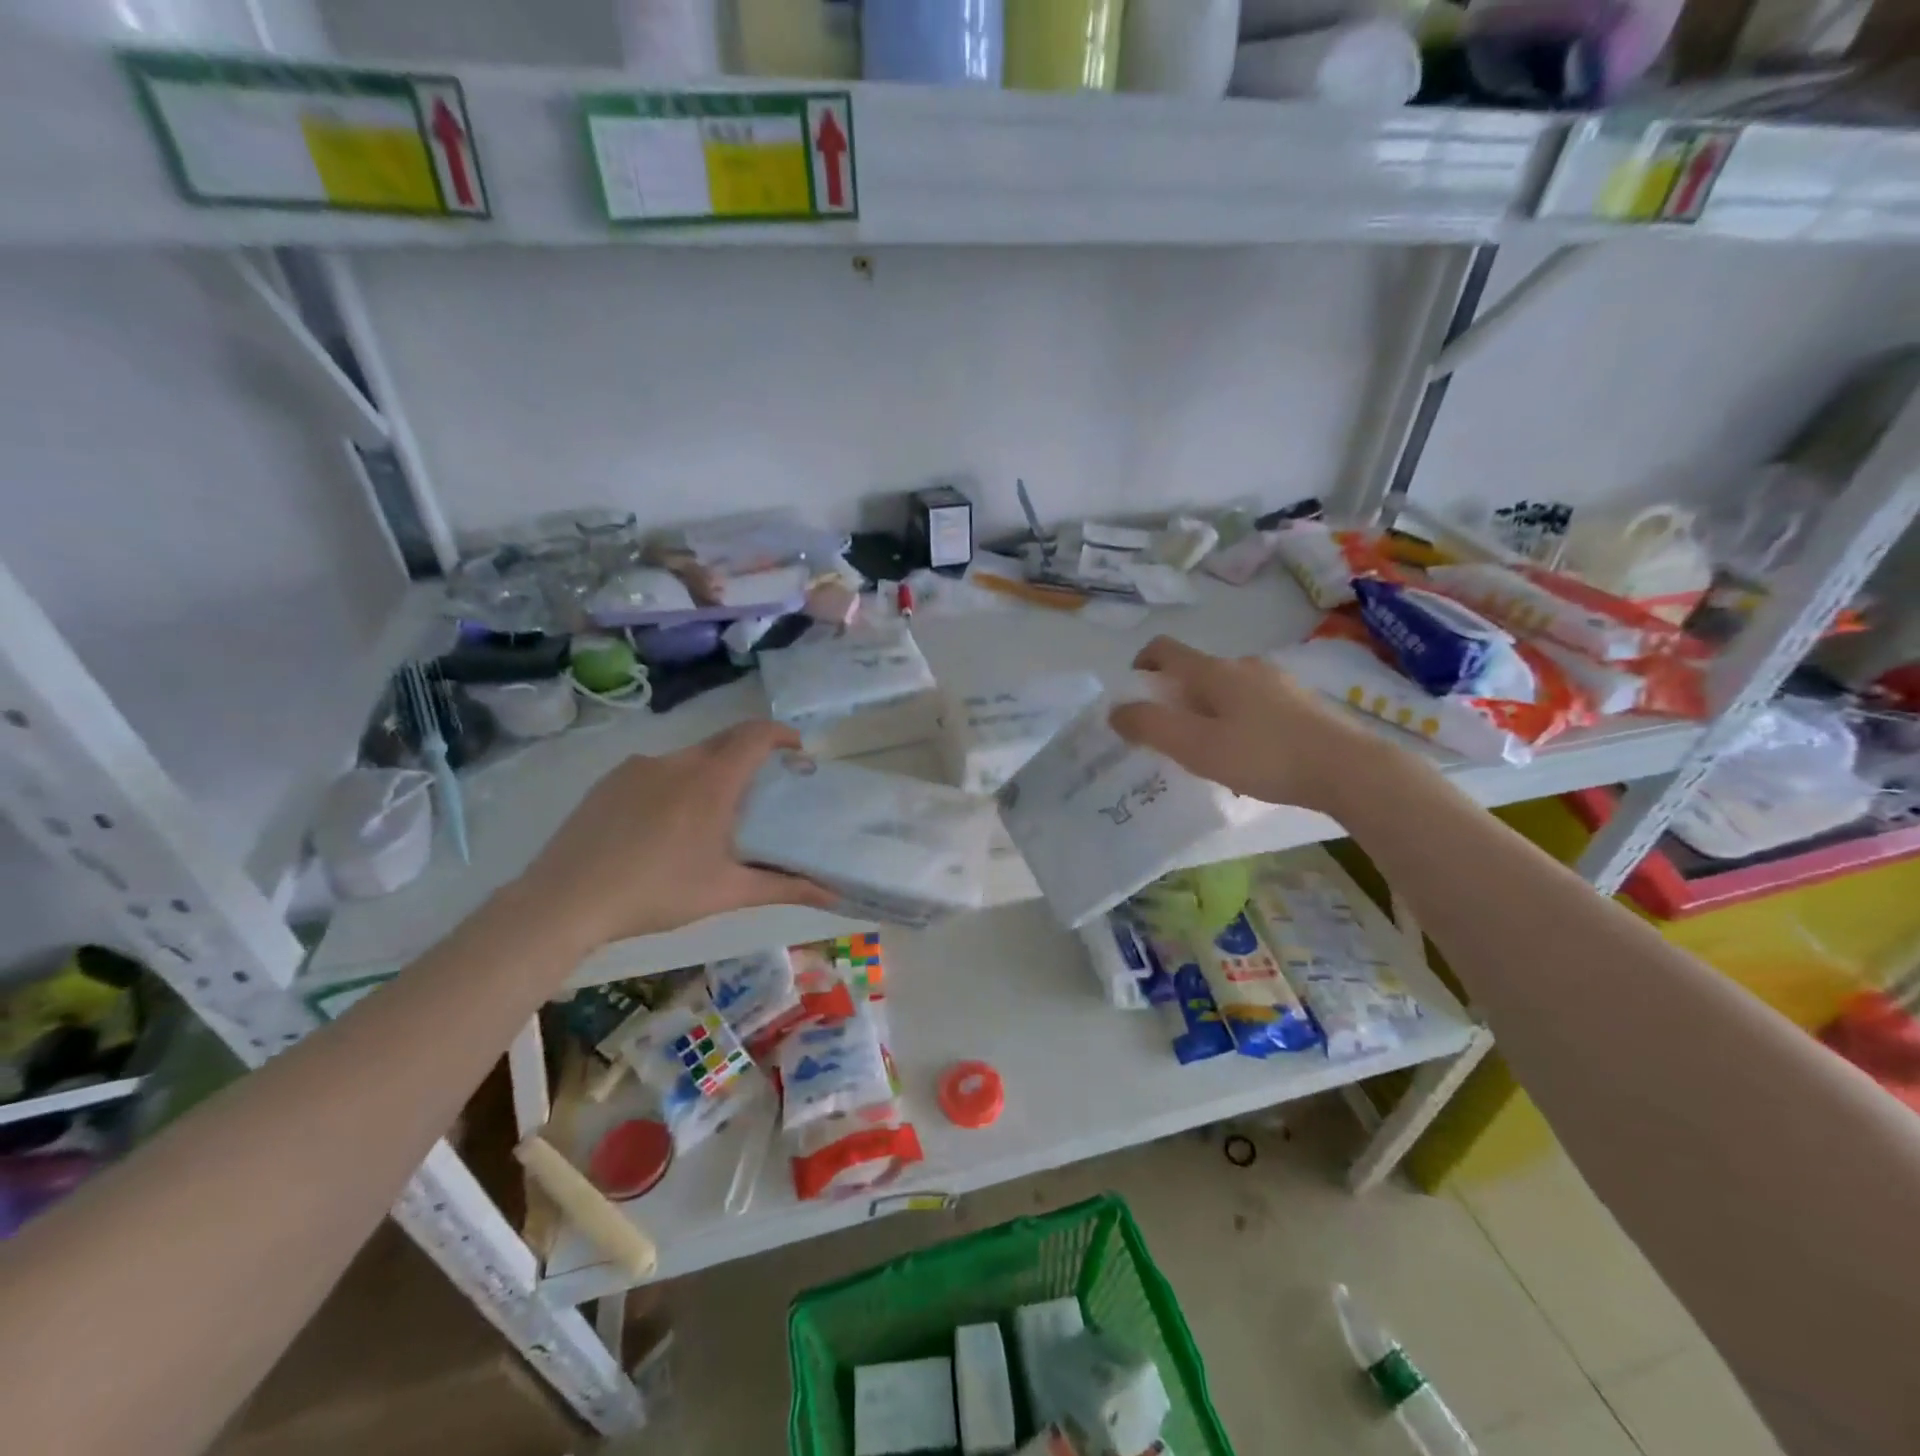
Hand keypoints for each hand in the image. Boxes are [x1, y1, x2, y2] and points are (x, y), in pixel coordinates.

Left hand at [513, 721, 835, 951]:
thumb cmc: (657, 893)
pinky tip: (663, 827)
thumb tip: (833, 894)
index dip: (781, 734)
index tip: (797, 751)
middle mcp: (677, 761)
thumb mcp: (727, 892)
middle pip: (725, 742)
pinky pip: (655, 771)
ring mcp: (638, 767)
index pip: (756, 735)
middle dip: (750, 756)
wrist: (564, 901)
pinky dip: (674, 785)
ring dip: (711, 773)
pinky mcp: (610, 781)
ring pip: (689, 758)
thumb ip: (785, 887)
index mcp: (711, 781)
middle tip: (762, 789)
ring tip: (710, 816)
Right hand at [1109, 637, 1380, 815]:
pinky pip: (1254, 705)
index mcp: (1214, 671)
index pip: (1164, 650)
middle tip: (1170, 737)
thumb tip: (1116, 711)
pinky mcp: (1301, 703)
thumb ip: (1150, 727)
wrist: (1349, 768)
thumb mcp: (1195, 747)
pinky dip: (1237, 722)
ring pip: (1226, 690)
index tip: (1133, 695)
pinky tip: (1249, 758)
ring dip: (1207, 713)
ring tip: (1210, 754)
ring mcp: (1277, 682)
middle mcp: (1244, 666)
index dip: (1140, 665)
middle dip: (1174, 698)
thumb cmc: (1264, 755)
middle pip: (1195, 672)